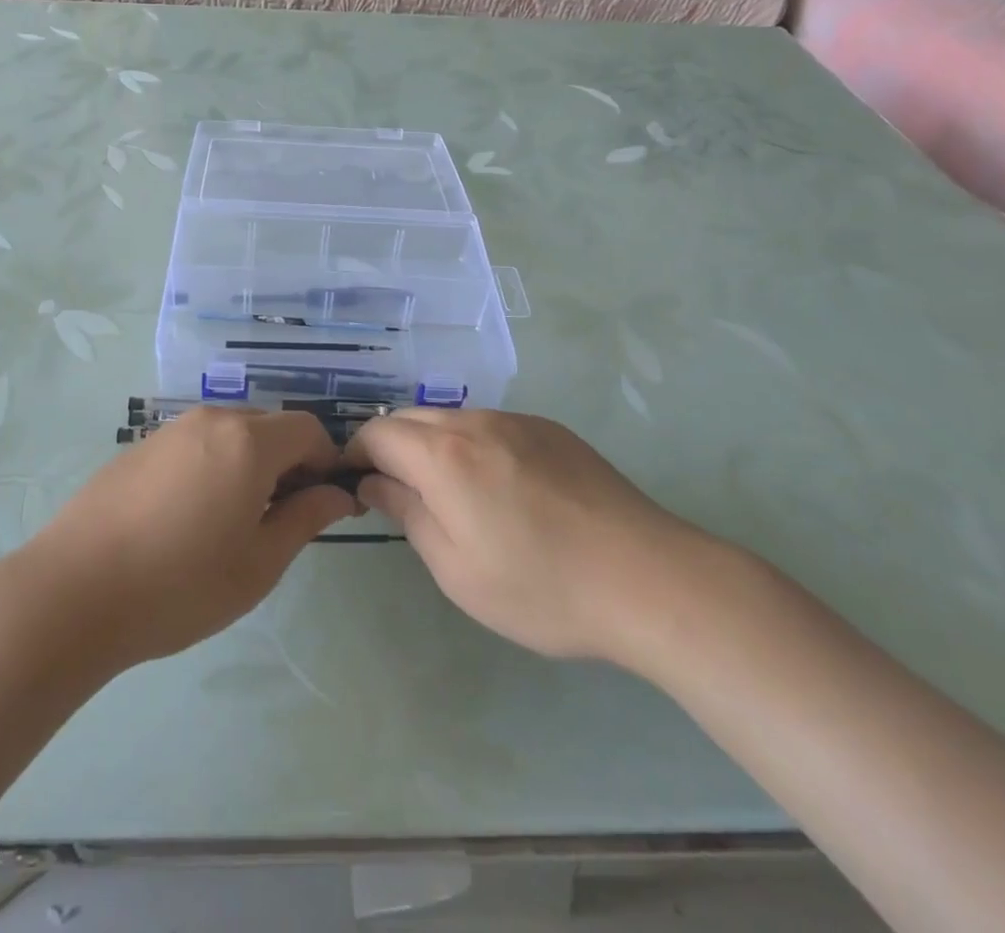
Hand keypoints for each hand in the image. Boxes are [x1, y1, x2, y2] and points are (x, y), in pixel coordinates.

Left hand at [17, 409, 357, 669]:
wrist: (73, 591)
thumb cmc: (180, 585)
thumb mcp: (258, 563)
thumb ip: (305, 519)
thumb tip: (337, 494)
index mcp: (248, 441)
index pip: (308, 429)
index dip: (325, 462)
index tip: (321, 505)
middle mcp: (211, 420)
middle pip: (269, 426)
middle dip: (288, 462)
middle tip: (279, 519)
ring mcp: (170, 429)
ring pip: (231, 433)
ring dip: (249, 463)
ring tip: (233, 521)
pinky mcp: (139, 445)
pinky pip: (195, 443)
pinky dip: (213, 465)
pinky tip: (188, 517)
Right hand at [349, 409, 705, 665]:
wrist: (649, 579)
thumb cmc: (542, 587)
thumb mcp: (456, 570)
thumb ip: (407, 514)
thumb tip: (373, 482)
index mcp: (444, 455)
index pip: (377, 432)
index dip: (355, 454)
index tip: (356, 486)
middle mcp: (475, 422)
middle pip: (410, 418)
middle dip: (391, 447)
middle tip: (398, 494)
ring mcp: (517, 420)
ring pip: (451, 419)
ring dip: (432, 445)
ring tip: (450, 495)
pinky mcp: (551, 429)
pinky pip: (491, 426)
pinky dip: (472, 445)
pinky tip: (501, 490)